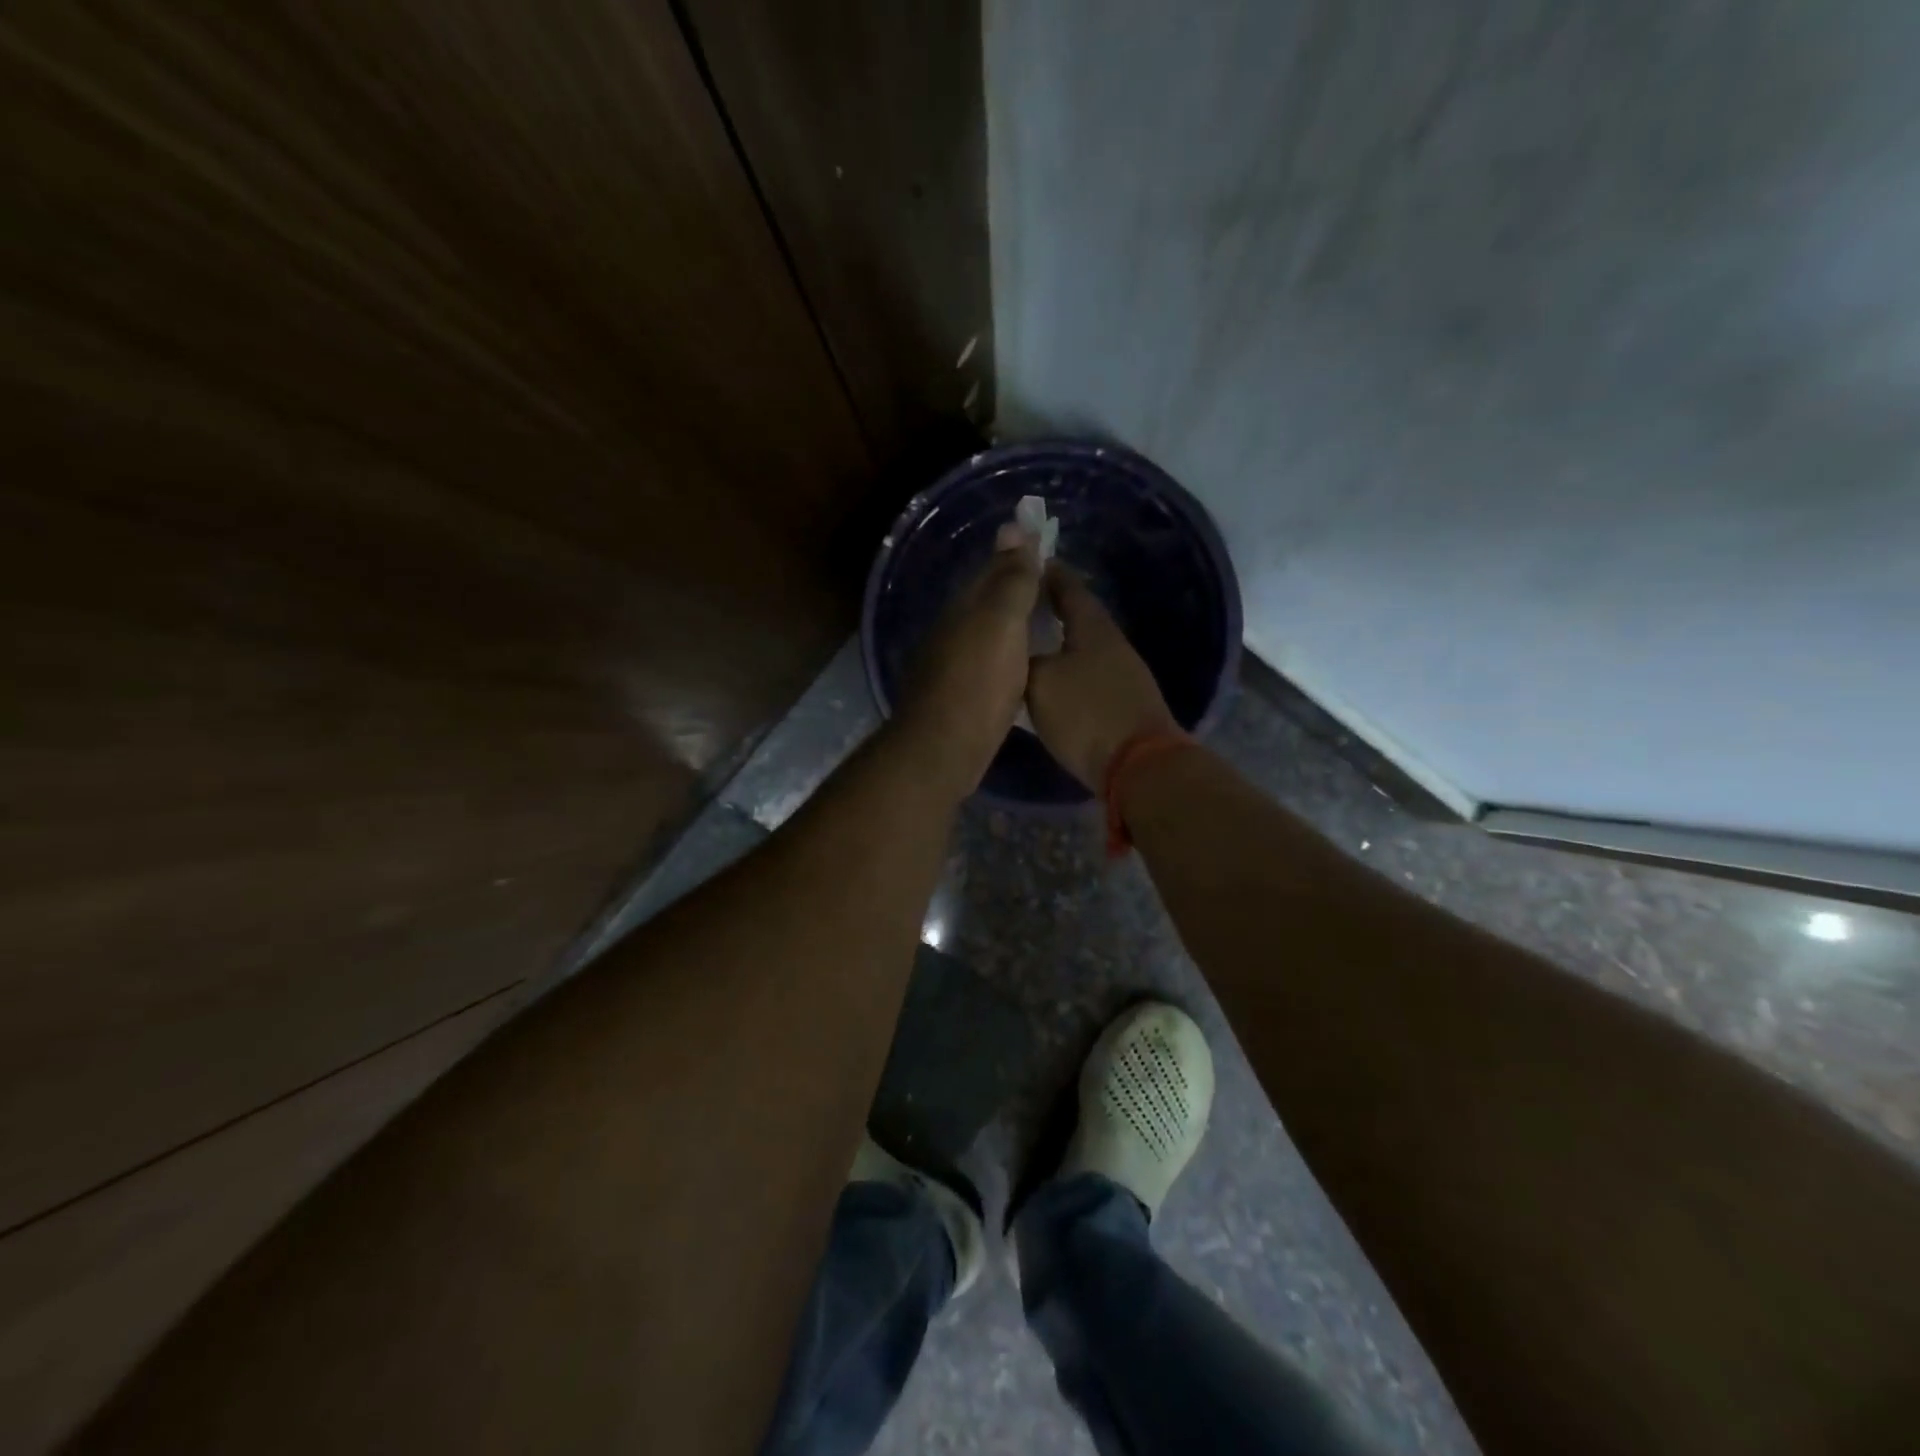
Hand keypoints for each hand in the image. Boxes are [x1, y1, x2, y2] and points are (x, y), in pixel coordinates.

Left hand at [895, 524, 1043, 791]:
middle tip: (1051, 582)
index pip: (992, 570)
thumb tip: (1013, 526)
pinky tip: (1021, 664)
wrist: (944, 747)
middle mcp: (953, 630)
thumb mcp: (1001, 623)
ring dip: (1011, 623)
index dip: (1018, 554)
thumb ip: (1011, 579)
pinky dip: (1007, 655)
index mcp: (963, 608)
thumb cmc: (978, 681)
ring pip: (987, 633)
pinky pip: (988, 663)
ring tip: (1044, 620)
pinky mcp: (959, 696)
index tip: (1045, 542)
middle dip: (1014, 587)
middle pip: (988, 601)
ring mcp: (952, 665)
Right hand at [1026, 566, 1179, 788]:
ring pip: (1083, 647)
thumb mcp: (1040, 683)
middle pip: (1079, 617)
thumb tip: (1018, 652)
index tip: (1027, 564)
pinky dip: (1068, 669)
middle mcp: (1112, 643)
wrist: (1139, 765)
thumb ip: (1024, 660)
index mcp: (1093, 627)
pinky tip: (1051, 681)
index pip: (1068, 587)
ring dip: (1060, 642)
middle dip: (1051, 608)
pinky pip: (1088, 674)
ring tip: (1029, 643)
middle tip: (1021, 606)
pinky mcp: (1124, 702)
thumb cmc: (1086, 713)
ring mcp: (1123, 674)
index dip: (1048, 574)